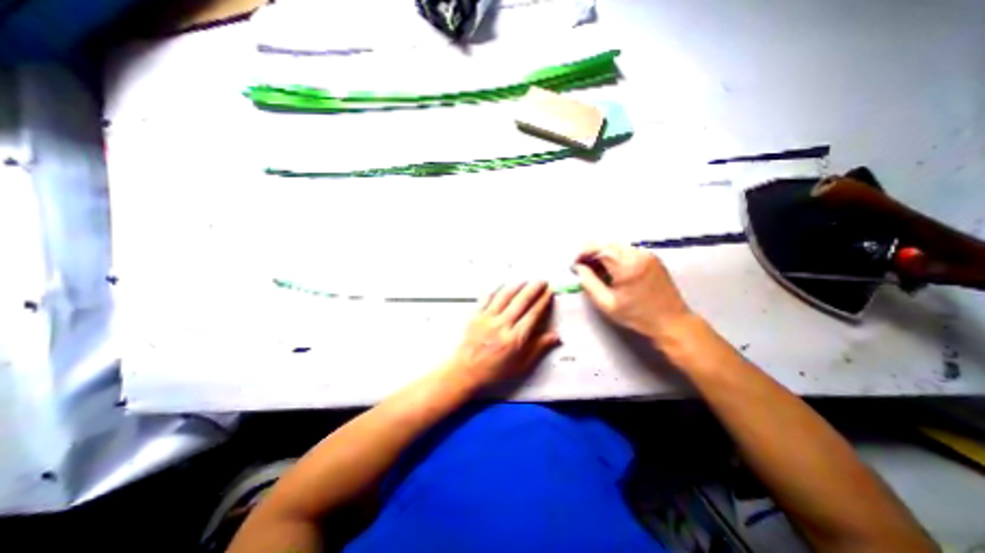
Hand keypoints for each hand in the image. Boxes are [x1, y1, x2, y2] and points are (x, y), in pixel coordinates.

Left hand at [449, 283, 556, 386]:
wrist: (466, 371)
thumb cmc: (495, 370)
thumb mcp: (520, 365)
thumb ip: (538, 348)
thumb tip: (556, 336)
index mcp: (515, 338)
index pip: (533, 314)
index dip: (543, 301)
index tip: (549, 292)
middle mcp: (502, 325)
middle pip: (521, 302)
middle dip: (534, 289)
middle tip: (542, 281)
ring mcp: (487, 319)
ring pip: (505, 297)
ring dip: (517, 286)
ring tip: (526, 281)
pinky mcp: (476, 316)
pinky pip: (486, 298)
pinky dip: (495, 290)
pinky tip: (501, 285)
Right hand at [575, 245, 695, 342]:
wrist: (671, 321)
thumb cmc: (637, 316)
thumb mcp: (607, 304)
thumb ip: (588, 283)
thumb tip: (578, 268)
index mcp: (627, 266)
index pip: (599, 249)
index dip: (583, 253)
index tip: (575, 263)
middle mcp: (638, 255)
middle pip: (607, 244)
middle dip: (592, 252)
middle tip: (583, 266)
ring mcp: (647, 254)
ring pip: (617, 245)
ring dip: (603, 253)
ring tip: (596, 269)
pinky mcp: (652, 257)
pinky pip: (627, 249)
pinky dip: (615, 255)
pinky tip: (612, 269)